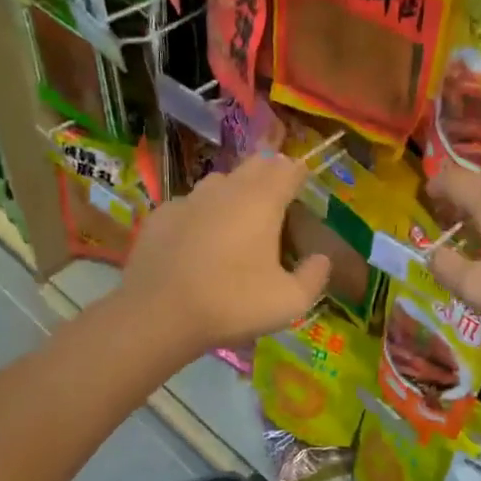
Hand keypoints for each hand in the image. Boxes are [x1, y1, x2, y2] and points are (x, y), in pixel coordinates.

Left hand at [120, 152, 329, 353]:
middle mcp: (226, 189)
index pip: (288, 169)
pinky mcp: (160, 216)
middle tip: (277, 200)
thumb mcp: (289, 301)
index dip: (299, 174)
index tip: (304, 186)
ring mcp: (188, 199)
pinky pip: (189, 206)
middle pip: (254, 166)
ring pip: (219, 183)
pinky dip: (201, 215)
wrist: (158, 314)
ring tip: (239, 220)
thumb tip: (322, 259)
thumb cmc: (233, 303)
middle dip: (269, 175)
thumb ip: (313, 277)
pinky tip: (199, 241)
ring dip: (234, 193)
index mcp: (262, 201)